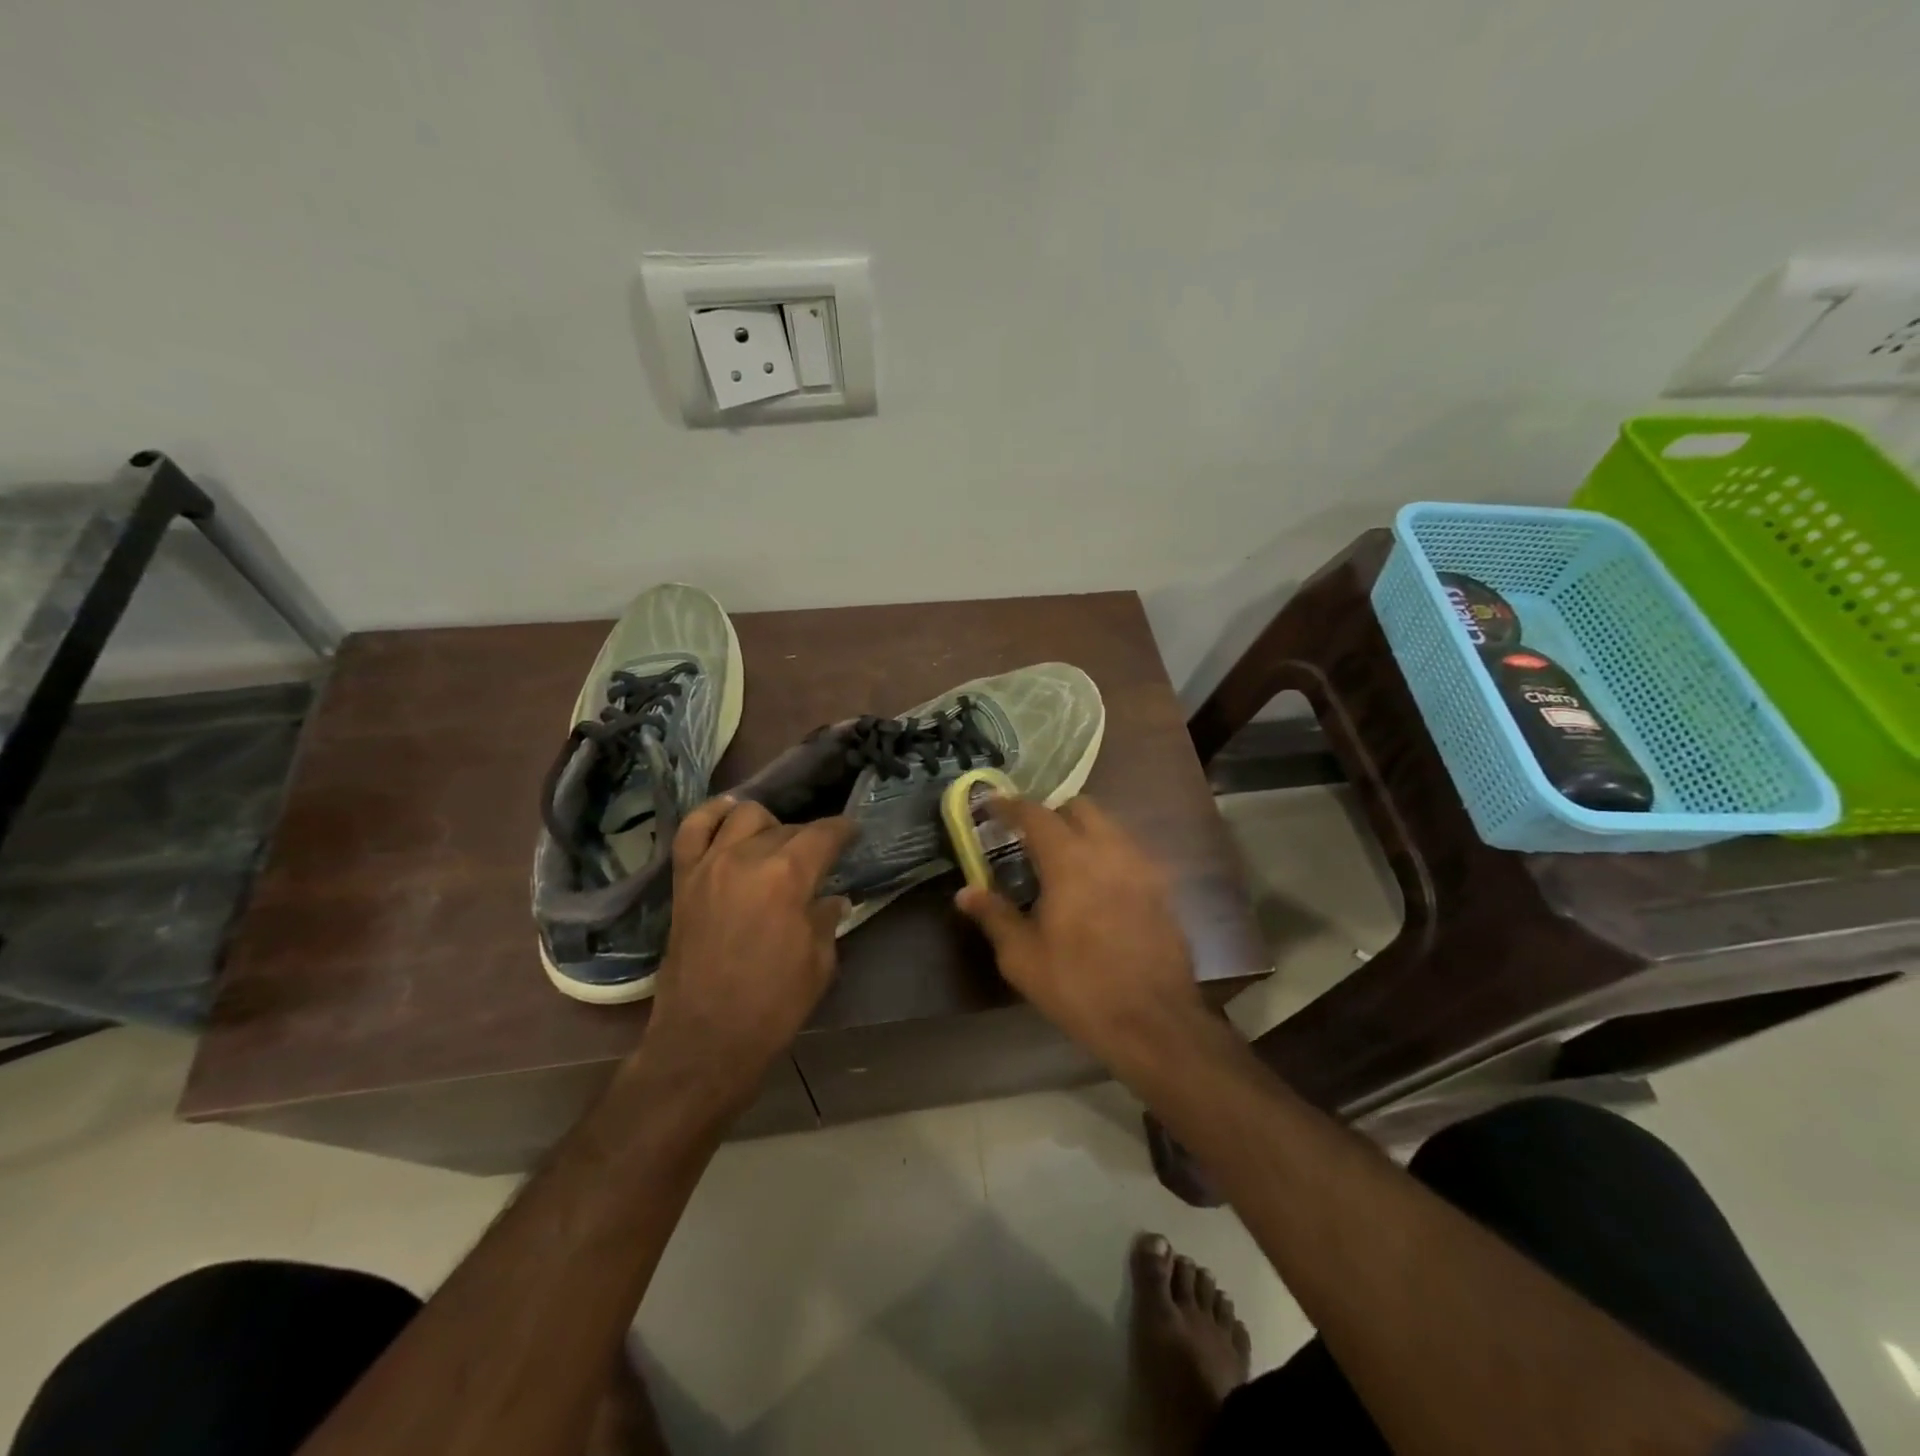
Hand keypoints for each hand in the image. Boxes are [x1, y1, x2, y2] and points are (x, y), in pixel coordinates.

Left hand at [643, 798, 853, 1103]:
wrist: (705, 1040)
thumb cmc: (773, 1005)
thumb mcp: (819, 962)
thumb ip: (826, 919)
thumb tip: (831, 898)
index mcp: (789, 875)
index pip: (824, 834)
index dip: (843, 831)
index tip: (853, 834)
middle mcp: (748, 857)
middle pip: (786, 827)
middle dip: (808, 837)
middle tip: (817, 858)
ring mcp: (710, 865)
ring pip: (743, 816)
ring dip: (766, 824)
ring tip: (774, 841)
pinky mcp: (683, 880)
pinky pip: (692, 830)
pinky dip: (711, 816)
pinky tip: (728, 815)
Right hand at [954, 795, 1206, 1061]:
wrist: (1153, 1021)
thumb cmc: (1078, 986)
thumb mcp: (1023, 957)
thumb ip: (994, 916)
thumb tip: (965, 892)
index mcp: (1069, 860)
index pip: (1035, 814)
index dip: (1010, 805)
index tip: (992, 804)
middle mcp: (1109, 850)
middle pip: (1080, 807)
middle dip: (1053, 813)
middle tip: (1030, 836)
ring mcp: (1142, 867)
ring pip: (1110, 827)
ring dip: (1083, 832)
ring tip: (1063, 862)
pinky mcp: (1163, 888)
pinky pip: (1129, 853)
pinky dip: (1107, 855)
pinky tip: (1097, 887)